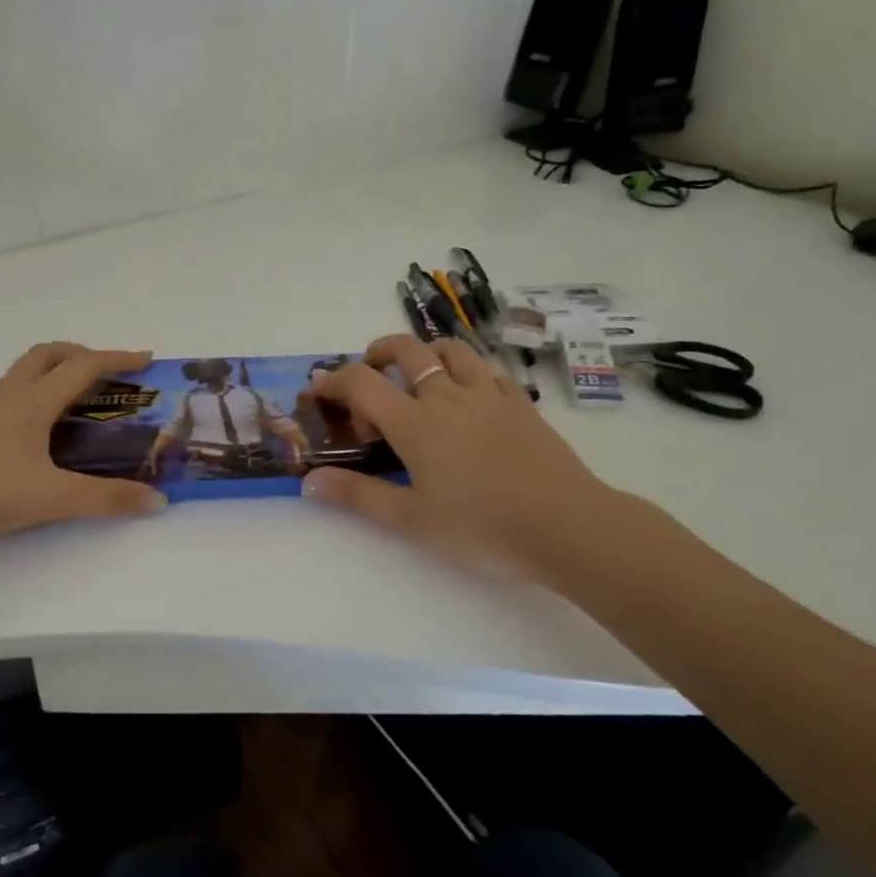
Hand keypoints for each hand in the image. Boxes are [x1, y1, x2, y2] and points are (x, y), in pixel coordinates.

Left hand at [0, 343, 167, 550]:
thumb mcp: (52, 498)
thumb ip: (106, 500)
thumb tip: (157, 501)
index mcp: (34, 401)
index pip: (84, 367)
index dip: (117, 359)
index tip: (146, 359)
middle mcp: (9, 395)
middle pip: (47, 354)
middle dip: (80, 354)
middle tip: (105, 372)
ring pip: (22, 373)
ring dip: (52, 372)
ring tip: (72, 398)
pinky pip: (5, 395)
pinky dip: (29, 395)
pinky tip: (31, 427)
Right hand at [301, 335, 620, 581]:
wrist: (565, 524)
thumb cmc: (480, 526)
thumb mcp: (411, 519)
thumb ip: (358, 496)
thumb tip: (309, 482)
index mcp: (415, 423)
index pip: (363, 383)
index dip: (335, 379)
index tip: (319, 386)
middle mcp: (448, 397)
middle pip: (408, 351)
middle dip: (380, 351)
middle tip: (369, 369)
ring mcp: (489, 395)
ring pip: (452, 350)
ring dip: (427, 352)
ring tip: (419, 373)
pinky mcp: (521, 404)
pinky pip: (489, 369)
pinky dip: (468, 369)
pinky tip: (469, 392)